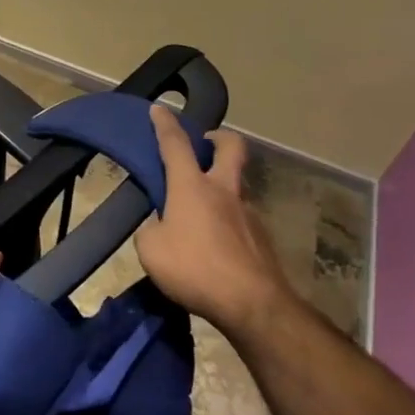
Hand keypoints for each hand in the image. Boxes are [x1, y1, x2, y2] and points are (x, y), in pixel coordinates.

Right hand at [135, 105, 297, 337]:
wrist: (253, 306)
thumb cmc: (195, 268)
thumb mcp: (151, 250)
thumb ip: (152, 231)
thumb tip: (160, 228)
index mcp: (192, 186)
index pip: (175, 144)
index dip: (165, 124)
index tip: (160, 108)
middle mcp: (224, 191)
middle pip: (230, 148)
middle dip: (218, 138)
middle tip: (205, 143)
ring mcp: (249, 214)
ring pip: (238, 186)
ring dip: (223, 188)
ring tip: (202, 213)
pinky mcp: (263, 240)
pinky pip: (242, 220)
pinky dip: (228, 223)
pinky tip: (216, 246)